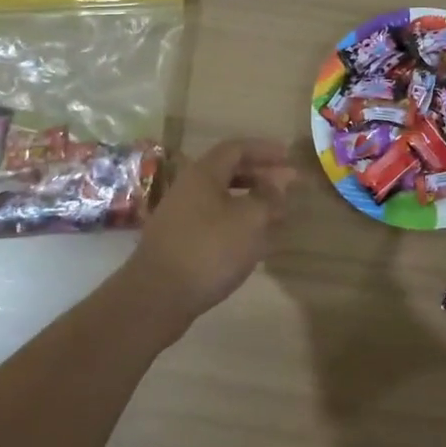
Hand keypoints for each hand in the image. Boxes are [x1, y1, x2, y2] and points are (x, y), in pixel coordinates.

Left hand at [122, 138, 295, 333]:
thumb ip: (268, 197)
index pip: (236, 149)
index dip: (264, 150)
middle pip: (228, 172)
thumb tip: (280, 181)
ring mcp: (180, 216)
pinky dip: (237, 222)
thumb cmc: (209, 250)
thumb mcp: (250, 220)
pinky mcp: (179, 242)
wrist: (157, 297)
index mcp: (203, 174)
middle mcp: (188, 189)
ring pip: (222, 198)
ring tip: (277, 213)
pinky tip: (253, 240)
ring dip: (251, 201)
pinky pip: (214, 220)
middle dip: (260, 176)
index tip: (288, 157)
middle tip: (287, 185)